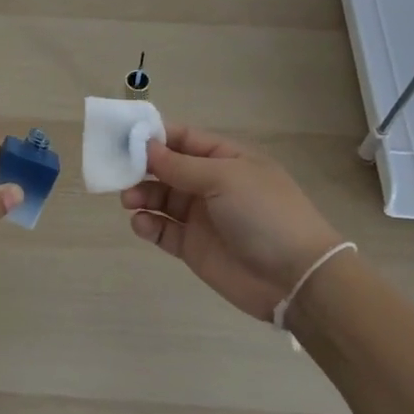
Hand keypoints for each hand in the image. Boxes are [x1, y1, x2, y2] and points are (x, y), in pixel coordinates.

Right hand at [121, 124, 341, 321]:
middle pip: (167, 169)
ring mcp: (201, 216)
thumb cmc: (264, 213)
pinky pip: (163, 230)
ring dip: (141, 196)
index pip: (184, 139)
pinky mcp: (193, 247)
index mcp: (226, 159)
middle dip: (142, 168)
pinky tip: (143, 224)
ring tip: (129, 201)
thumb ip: (181, 165)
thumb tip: (146, 146)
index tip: (124, 138)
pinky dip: (148, 225)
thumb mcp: (225, 178)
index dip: (155, 137)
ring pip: (160, 199)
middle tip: (119, 173)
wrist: (294, 277)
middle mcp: (211, 184)